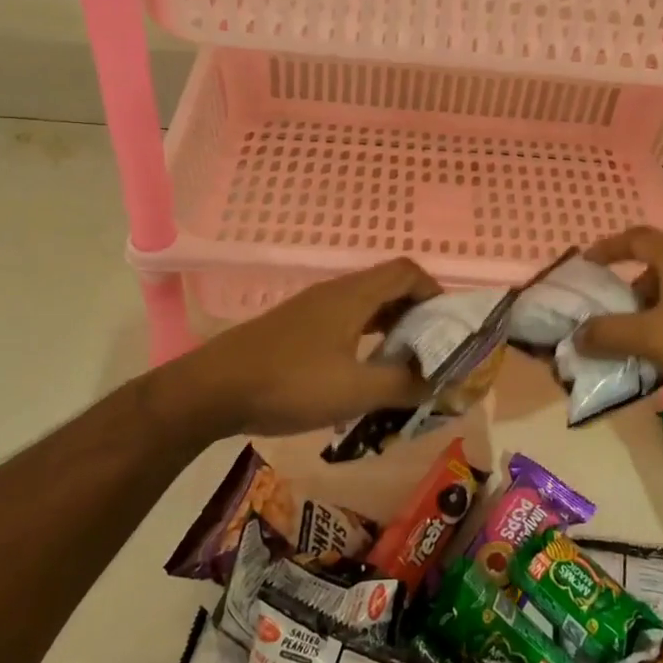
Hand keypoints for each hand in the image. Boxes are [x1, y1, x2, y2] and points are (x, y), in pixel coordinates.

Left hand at [152, 257, 441, 440]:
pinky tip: (363, 371)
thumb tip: (446, 384)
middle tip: (434, 350)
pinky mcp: (296, 328)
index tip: (450, 328)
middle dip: (418, 314)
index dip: (436, 293)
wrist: (212, 390)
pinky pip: (345, 321)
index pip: (407, 272)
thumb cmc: (289, 383)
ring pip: (366, 306)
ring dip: (391, 328)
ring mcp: (312, 309)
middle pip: (389, 286)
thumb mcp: (355, 390)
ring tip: (406, 364)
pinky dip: (366, 337)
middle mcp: (335, 293)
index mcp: (353, 296)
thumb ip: (404, 386)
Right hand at [577, 226, 662, 443]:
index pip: (636, 238)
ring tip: (633, 351)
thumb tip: (577, 335)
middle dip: (626, 295)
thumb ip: (608, 334)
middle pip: (654, 271)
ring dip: (649, 321)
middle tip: (606, 322)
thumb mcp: (653, 338)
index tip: (583, 267)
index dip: (607, 248)